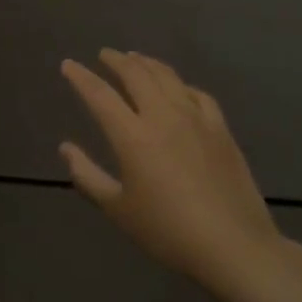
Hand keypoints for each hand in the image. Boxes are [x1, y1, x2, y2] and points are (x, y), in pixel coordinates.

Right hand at [60, 50, 285, 301]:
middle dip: (116, 60)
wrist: (235, 247)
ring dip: (147, 63)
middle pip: (135, 74)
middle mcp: (162, 116)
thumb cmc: (170, 232)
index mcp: (132, 136)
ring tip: (136, 59)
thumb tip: (65, 148)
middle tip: (104, 54)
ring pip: (167, 76)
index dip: (81, 77)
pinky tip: (178, 88)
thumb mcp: (118, 210)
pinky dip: (180, 84)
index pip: (99, 94)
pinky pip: (197, 93)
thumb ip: (87, 177)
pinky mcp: (220, 129)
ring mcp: (195, 119)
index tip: (68, 65)